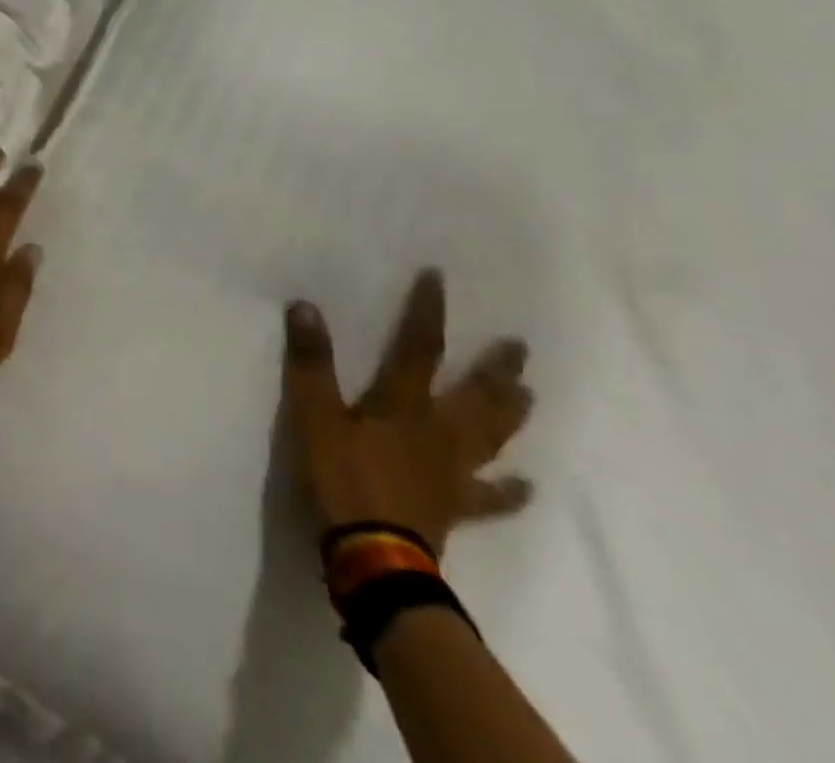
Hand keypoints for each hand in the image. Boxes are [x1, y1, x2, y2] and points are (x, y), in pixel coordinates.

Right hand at [281, 270, 533, 555]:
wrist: (374, 557)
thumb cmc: (342, 479)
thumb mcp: (313, 416)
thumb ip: (311, 362)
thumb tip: (305, 306)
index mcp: (403, 404)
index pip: (419, 347)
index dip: (428, 312)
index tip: (439, 278)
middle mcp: (438, 431)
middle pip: (474, 394)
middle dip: (494, 368)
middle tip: (519, 347)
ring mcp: (452, 471)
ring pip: (489, 437)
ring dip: (508, 414)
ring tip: (528, 396)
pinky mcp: (455, 507)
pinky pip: (489, 498)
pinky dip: (508, 492)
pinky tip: (526, 487)